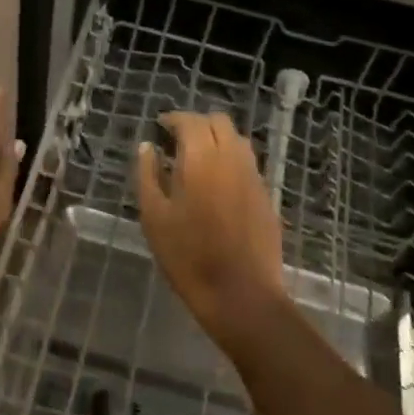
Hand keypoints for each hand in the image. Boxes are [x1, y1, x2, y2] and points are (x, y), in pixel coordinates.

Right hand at [135, 112, 288, 344]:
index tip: (159, 128)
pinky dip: (230, 159)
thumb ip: (148, 175)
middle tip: (177, 141)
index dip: (173, 119)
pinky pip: (247, 163)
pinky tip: (217, 183)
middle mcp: (232, 158)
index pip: (190, 120)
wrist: (242, 295)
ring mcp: (254, 176)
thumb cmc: (188, 257)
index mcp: (202, 158)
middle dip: (197, 124)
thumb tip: (148, 147)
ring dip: (217, 139)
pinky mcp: (266, 196)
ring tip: (197, 160)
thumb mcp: (155, 217)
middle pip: (219, 122)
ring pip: (237, 140)